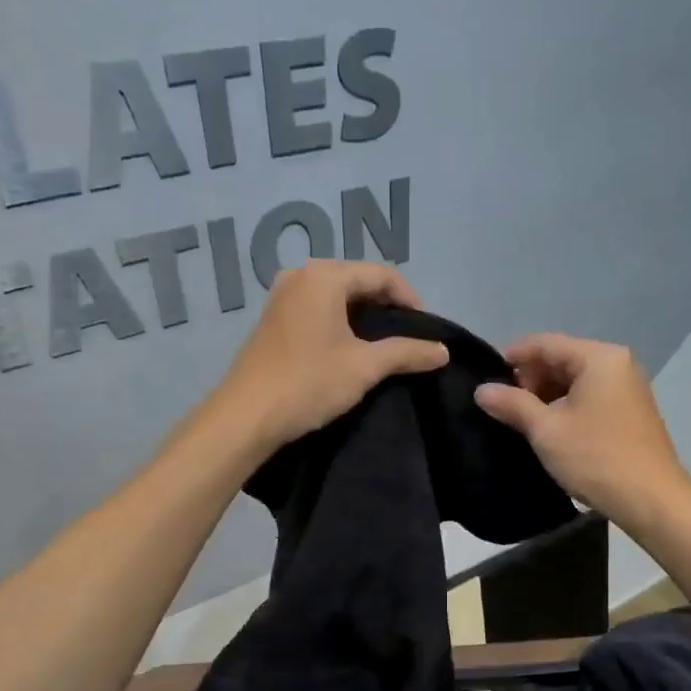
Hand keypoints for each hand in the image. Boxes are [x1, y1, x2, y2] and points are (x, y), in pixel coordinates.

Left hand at [212, 261, 448, 453]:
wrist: (247, 416)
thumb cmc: (309, 383)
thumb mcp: (365, 367)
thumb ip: (407, 353)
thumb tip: (443, 351)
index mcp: (324, 277)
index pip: (381, 274)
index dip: (410, 298)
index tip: (427, 329)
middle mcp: (300, 276)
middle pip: (357, 281)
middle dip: (386, 305)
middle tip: (408, 336)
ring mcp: (282, 296)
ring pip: (336, 296)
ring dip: (363, 315)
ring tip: (383, 344)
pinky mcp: (273, 319)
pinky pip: (317, 309)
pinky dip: (339, 322)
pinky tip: (350, 348)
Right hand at [474, 334, 690, 526]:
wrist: (651, 500)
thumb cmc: (595, 458)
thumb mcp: (546, 430)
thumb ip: (512, 404)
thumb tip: (481, 390)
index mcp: (599, 358)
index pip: (545, 344)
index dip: (512, 357)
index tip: (486, 378)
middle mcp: (618, 364)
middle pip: (562, 359)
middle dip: (530, 379)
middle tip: (504, 407)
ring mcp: (628, 388)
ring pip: (576, 381)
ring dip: (547, 396)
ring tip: (522, 422)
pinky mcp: (631, 412)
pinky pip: (591, 397)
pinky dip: (567, 407)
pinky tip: (550, 430)